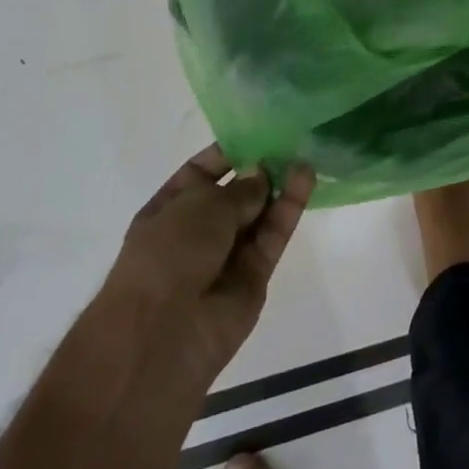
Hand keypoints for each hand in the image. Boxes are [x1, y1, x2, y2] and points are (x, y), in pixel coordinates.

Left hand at [104, 146, 315, 386]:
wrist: (162, 336)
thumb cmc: (166, 256)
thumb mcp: (200, 206)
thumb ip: (240, 188)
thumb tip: (262, 175)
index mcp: (168, 210)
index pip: (200, 173)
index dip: (227, 153)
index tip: (258, 131)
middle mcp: (197, 231)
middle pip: (235, 193)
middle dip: (259, 168)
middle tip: (291, 140)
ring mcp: (226, 255)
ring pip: (259, 213)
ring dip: (280, 184)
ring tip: (306, 153)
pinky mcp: (255, 275)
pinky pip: (273, 235)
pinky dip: (290, 208)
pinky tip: (306, 178)